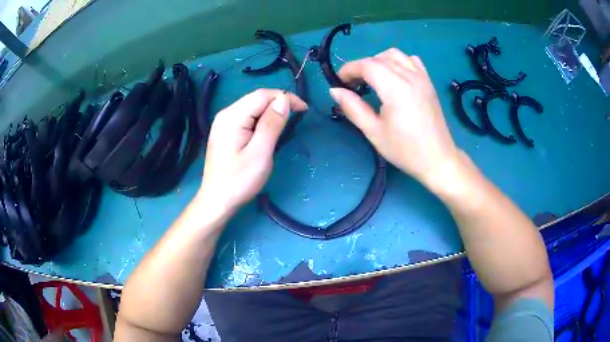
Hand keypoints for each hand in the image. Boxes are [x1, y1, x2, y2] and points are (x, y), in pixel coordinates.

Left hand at [198, 89, 307, 213]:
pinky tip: (268, 130)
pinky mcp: (225, 131)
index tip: (304, 110)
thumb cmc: (239, 180)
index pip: (262, 95)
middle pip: (256, 98)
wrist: (217, 201)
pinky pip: (246, 117)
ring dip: (271, 111)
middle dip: (279, 103)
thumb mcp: (260, 152)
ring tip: (286, 123)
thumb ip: (272, 124)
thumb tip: (284, 100)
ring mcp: (223, 123)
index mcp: (232, 116)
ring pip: (252, 107)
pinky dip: (261, 119)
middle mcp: (225, 114)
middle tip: (297, 116)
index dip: (285, 97)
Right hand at [329, 48, 460, 186]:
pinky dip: (398, 62)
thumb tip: (334, 90)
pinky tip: (394, 77)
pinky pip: (411, 60)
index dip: (349, 70)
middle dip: (360, 67)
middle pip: (378, 58)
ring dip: (378, 61)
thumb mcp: (374, 132)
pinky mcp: (428, 82)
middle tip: (352, 86)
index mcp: (395, 88)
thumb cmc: (405, 150)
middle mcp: (409, 76)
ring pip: (394, 55)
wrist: (438, 159)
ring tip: (373, 80)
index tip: (339, 83)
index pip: (367, 65)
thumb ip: (352, 107)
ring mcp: (421, 77)